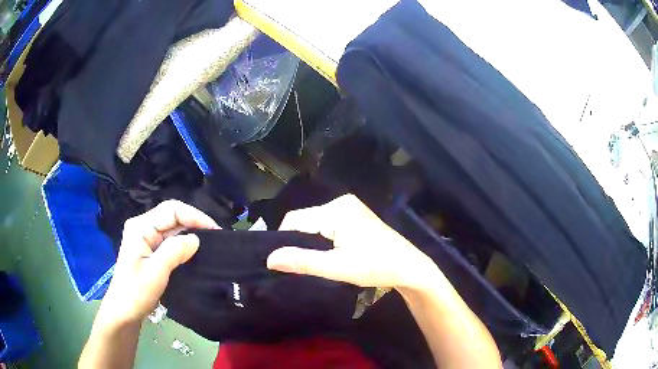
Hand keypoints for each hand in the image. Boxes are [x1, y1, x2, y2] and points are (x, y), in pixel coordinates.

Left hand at [96, 200, 219, 326]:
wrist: (124, 311)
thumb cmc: (136, 292)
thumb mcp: (155, 273)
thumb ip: (174, 252)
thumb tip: (196, 239)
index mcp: (140, 227)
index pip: (171, 210)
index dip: (194, 216)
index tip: (214, 231)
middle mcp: (143, 226)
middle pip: (172, 216)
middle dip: (194, 223)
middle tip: (216, 238)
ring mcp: (146, 237)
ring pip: (173, 228)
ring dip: (191, 233)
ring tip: (210, 244)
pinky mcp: (150, 249)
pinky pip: (170, 240)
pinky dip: (184, 244)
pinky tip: (195, 252)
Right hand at [267, 194, 437, 288]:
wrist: (409, 268)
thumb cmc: (375, 266)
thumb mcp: (337, 267)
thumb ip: (302, 262)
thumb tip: (270, 259)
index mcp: (336, 209)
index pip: (295, 219)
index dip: (285, 240)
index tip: (285, 261)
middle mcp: (342, 202)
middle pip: (305, 220)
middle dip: (300, 241)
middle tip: (302, 265)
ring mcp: (351, 207)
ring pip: (316, 223)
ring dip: (312, 241)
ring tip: (316, 261)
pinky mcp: (356, 216)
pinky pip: (328, 224)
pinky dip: (323, 238)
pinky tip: (329, 253)